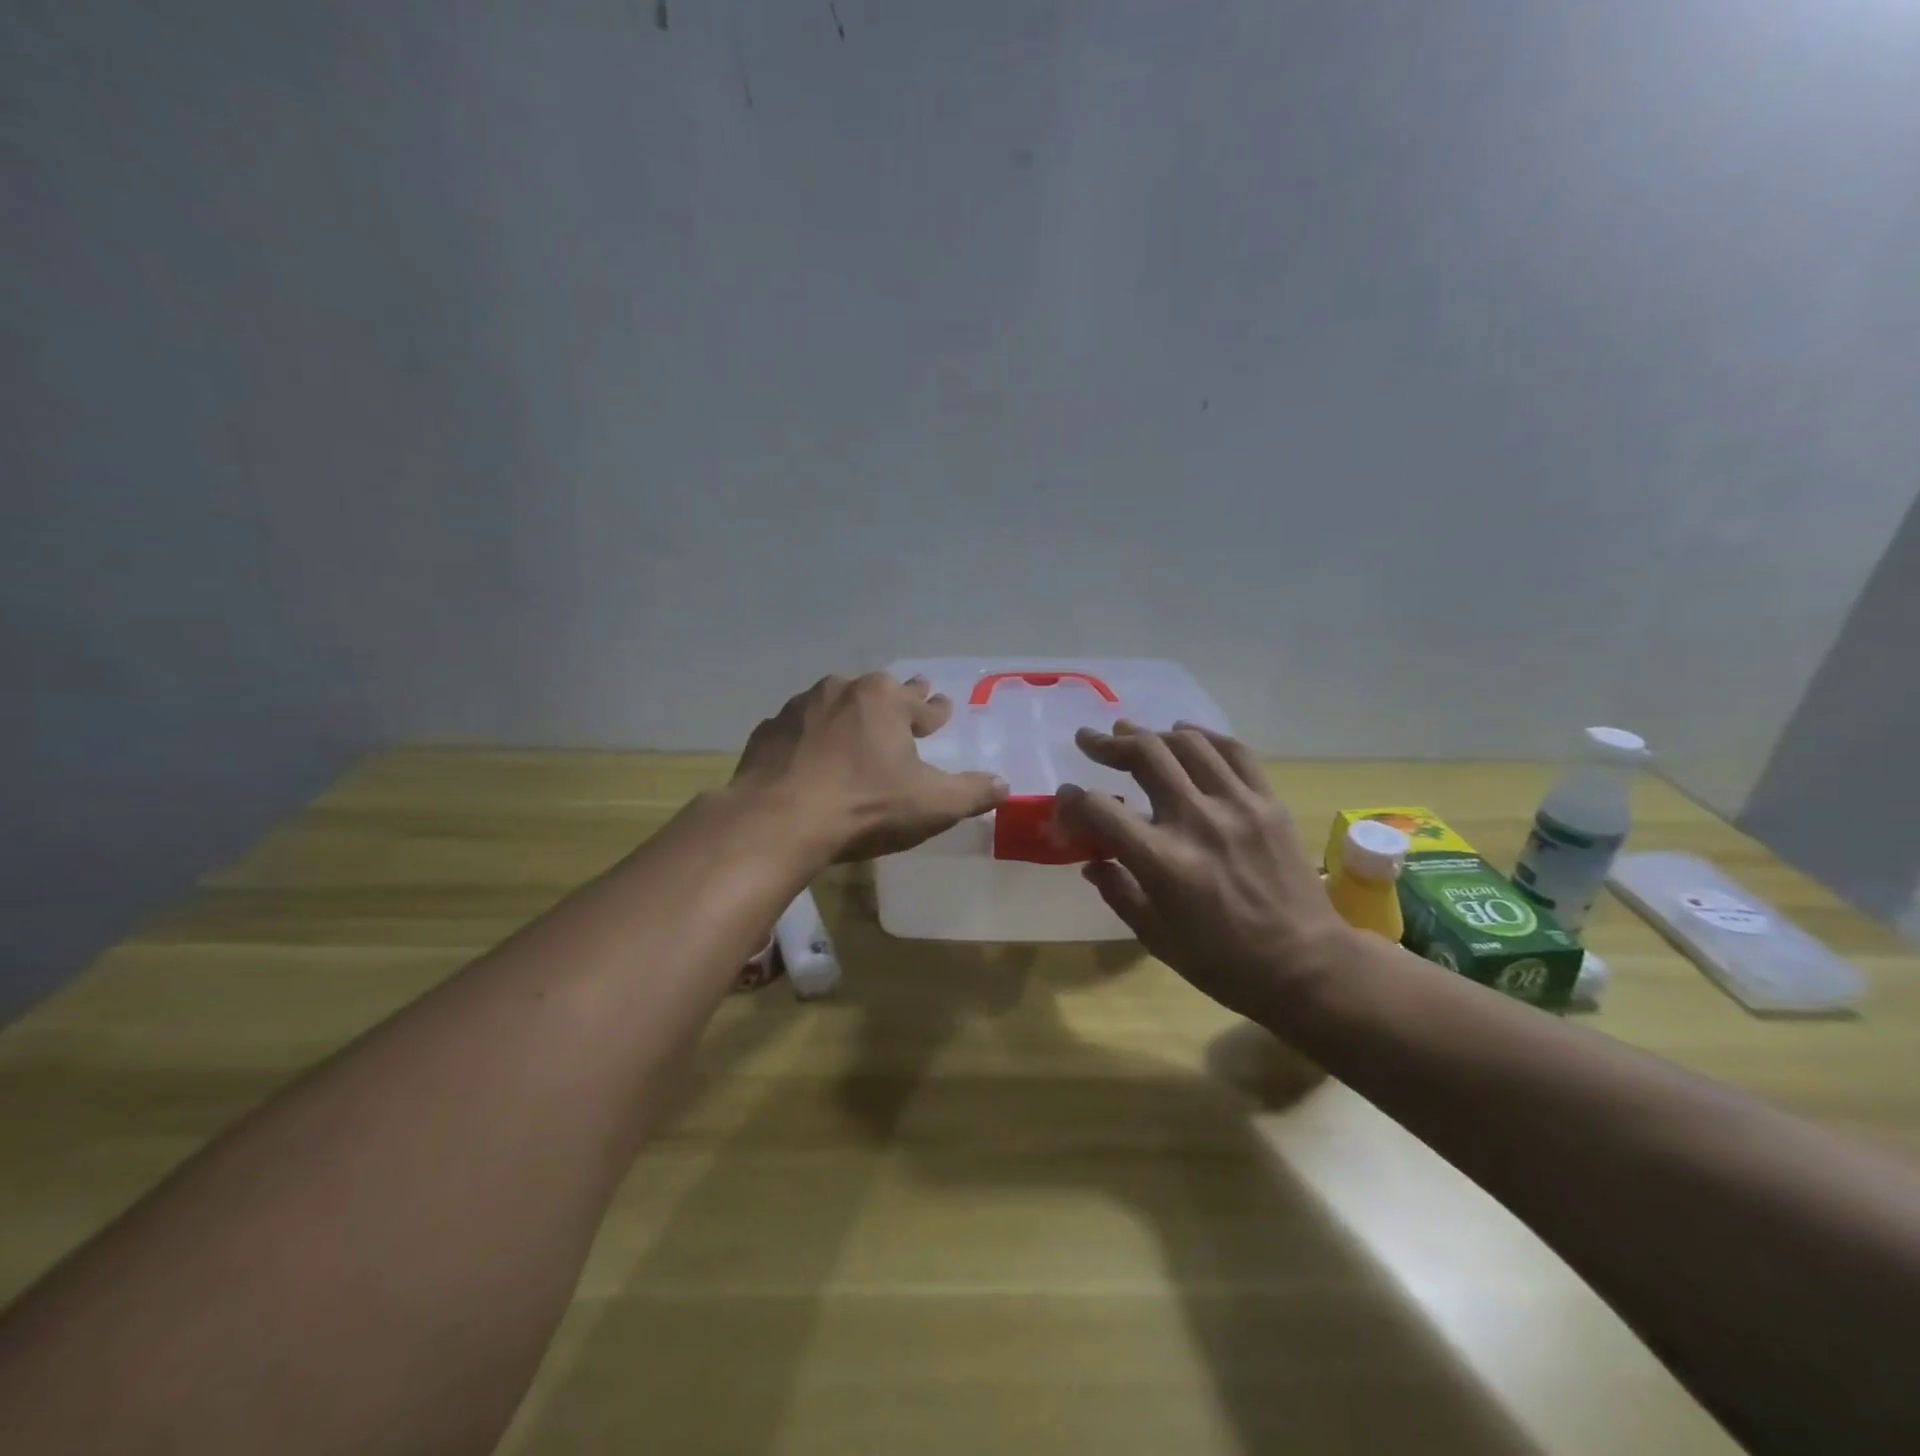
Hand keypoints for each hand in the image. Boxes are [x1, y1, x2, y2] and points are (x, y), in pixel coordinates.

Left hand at [733, 672, 1008, 862]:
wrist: (779, 820)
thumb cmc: (865, 805)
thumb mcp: (931, 805)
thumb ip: (972, 793)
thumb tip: (1004, 785)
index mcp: (885, 700)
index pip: (921, 703)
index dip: (935, 709)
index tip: (942, 708)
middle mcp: (842, 691)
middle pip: (878, 693)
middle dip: (897, 698)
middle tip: (908, 699)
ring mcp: (799, 708)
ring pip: (834, 703)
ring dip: (848, 713)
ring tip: (854, 726)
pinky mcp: (768, 732)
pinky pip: (798, 729)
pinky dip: (809, 736)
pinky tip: (808, 752)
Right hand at [1055, 722, 1353, 1022]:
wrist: (1306, 965)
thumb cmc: (1224, 962)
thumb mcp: (1156, 938)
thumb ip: (1118, 892)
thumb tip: (1091, 861)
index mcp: (1163, 862)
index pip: (1100, 811)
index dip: (1073, 800)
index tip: (1065, 798)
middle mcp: (1198, 822)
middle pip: (1145, 756)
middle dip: (1108, 744)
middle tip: (1089, 740)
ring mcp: (1238, 806)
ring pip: (1188, 745)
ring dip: (1152, 734)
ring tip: (1132, 733)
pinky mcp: (1268, 803)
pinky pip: (1235, 752)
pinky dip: (1205, 736)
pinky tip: (1186, 734)